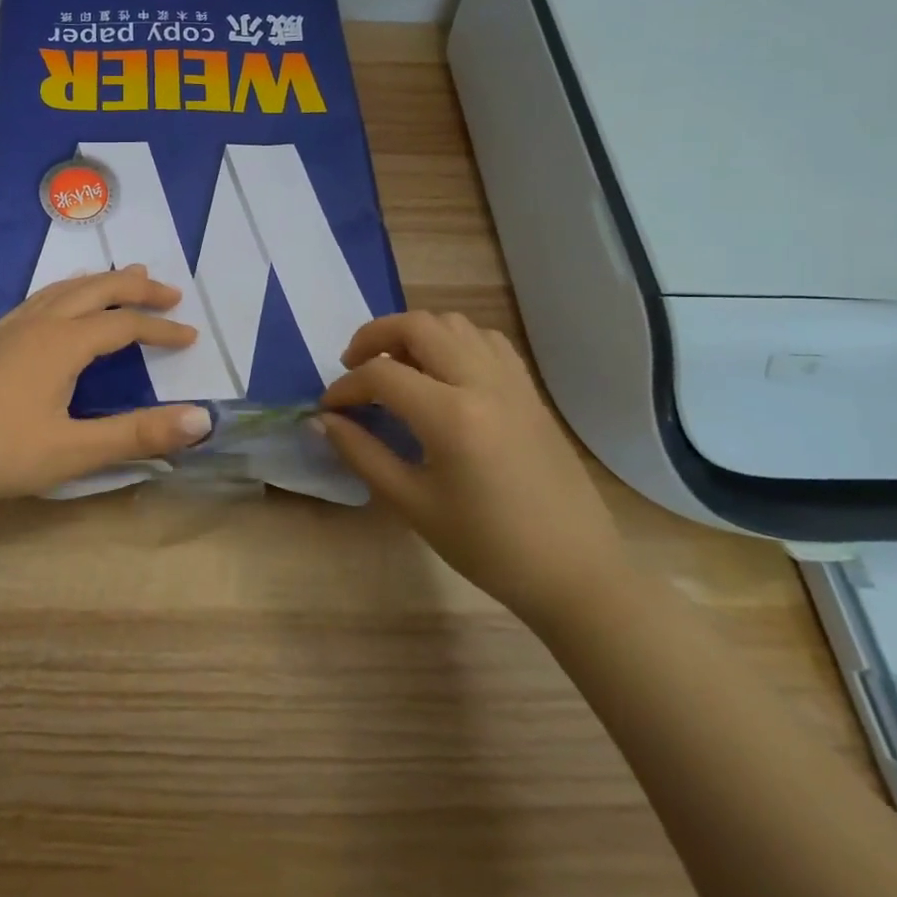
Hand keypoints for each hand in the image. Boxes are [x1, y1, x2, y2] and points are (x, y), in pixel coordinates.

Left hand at [0, 266, 214, 512]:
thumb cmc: (0, 452)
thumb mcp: (76, 450)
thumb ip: (139, 434)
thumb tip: (203, 419)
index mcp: (63, 343)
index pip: (124, 324)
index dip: (161, 329)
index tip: (191, 336)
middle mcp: (39, 324)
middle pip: (95, 291)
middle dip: (135, 288)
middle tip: (168, 291)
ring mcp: (10, 330)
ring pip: (63, 290)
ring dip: (99, 282)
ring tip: (122, 278)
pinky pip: (39, 300)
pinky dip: (65, 292)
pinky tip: (58, 305)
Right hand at [318, 311, 631, 631]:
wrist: (575, 572)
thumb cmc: (487, 547)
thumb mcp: (412, 505)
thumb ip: (362, 454)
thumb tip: (322, 421)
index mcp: (452, 416)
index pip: (381, 374)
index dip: (345, 387)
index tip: (329, 409)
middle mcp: (483, 383)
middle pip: (418, 325)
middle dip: (374, 337)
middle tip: (353, 367)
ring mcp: (512, 381)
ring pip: (454, 323)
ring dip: (415, 334)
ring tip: (396, 367)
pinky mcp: (530, 390)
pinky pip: (485, 340)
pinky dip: (453, 341)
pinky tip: (442, 373)